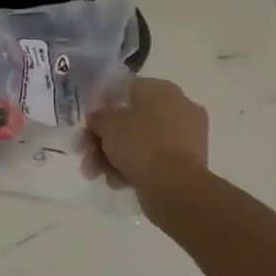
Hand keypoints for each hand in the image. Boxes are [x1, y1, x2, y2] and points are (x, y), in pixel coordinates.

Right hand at [84, 77, 208, 194]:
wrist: (174, 186)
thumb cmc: (140, 144)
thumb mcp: (107, 124)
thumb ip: (98, 117)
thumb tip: (98, 118)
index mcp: (162, 89)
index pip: (126, 89)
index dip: (103, 106)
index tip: (89, 124)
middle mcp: (179, 107)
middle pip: (132, 119)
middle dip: (105, 139)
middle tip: (87, 154)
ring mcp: (187, 136)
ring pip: (141, 142)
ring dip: (115, 156)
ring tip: (97, 174)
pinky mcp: (189, 162)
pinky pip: (154, 159)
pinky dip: (135, 168)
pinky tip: (118, 182)